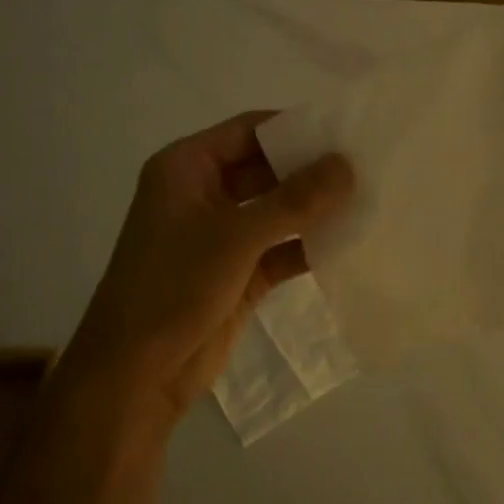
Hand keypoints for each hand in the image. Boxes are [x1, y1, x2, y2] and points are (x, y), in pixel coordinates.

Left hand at [63, 110, 353, 430]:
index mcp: (186, 168)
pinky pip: (279, 249)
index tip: (347, 132)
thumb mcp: (236, 236)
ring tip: (369, 200)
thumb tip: (347, 164)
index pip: (248, 130)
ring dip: (313, 210)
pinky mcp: (237, 273)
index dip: (295, 129)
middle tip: (367, 167)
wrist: (135, 375)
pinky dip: (308, 247)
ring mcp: (220, 236)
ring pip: (275, 211)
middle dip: (311, 171)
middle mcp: (203, 194)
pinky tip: (349, 244)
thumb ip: (295, 199)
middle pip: (266, 169)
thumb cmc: (174, 286)